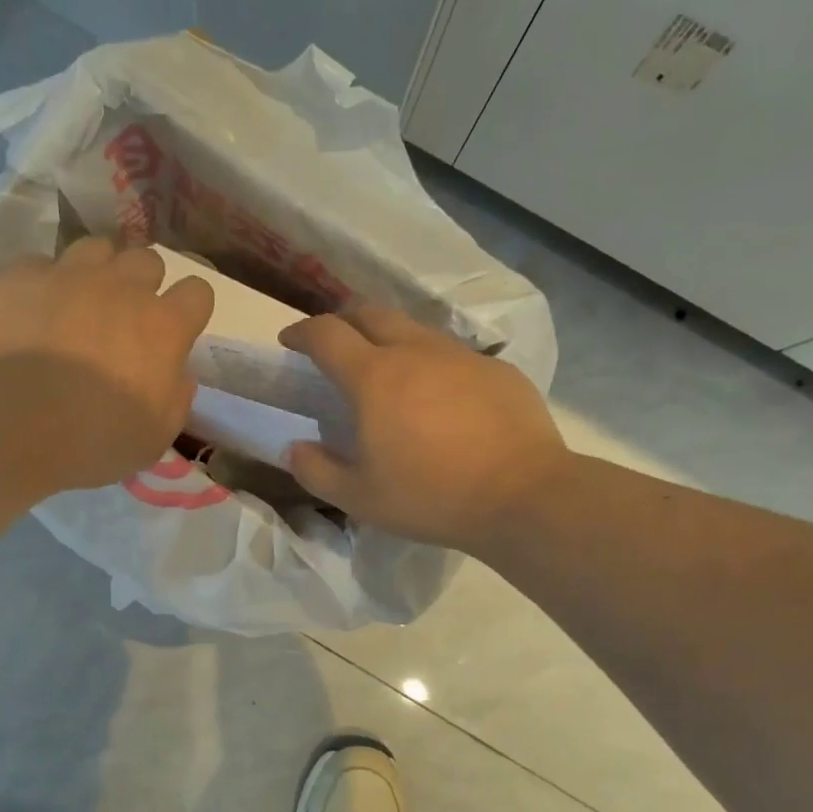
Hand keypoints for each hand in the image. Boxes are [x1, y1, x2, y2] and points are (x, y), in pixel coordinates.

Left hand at [0, 237, 214, 491]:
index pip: (198, 292)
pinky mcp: (18, 277)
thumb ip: (176, 398)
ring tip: (80, 304)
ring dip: (97, 272)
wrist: (6, 428)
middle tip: (125, 320)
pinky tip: (31, 312)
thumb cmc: (90, 442)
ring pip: (96, 249)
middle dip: (142, 285)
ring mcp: (67, 275)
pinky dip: (43, 284)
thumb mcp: (154, 438)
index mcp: (162, 327)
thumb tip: (179, 373)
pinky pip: (40, 265)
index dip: (188, 311)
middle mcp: (121, 287)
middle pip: (147, 260)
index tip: (175, 333)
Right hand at [280, 305, 568, 553]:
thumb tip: (295, 448)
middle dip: (343, 321)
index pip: (326, 334)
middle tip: (334, 345)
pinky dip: (432, 365)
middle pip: (370, 313)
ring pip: (414, 330)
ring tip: (387, 371)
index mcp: (373, 377)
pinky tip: (440, 399)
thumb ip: (316, 470)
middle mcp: (414, 351)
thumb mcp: (359, 498)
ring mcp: (460, 356)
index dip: (301, 332)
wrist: (523, 495)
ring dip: (389, 339)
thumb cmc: (431, 496)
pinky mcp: (497, 369)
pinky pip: (453, 355)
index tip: (290, 342)